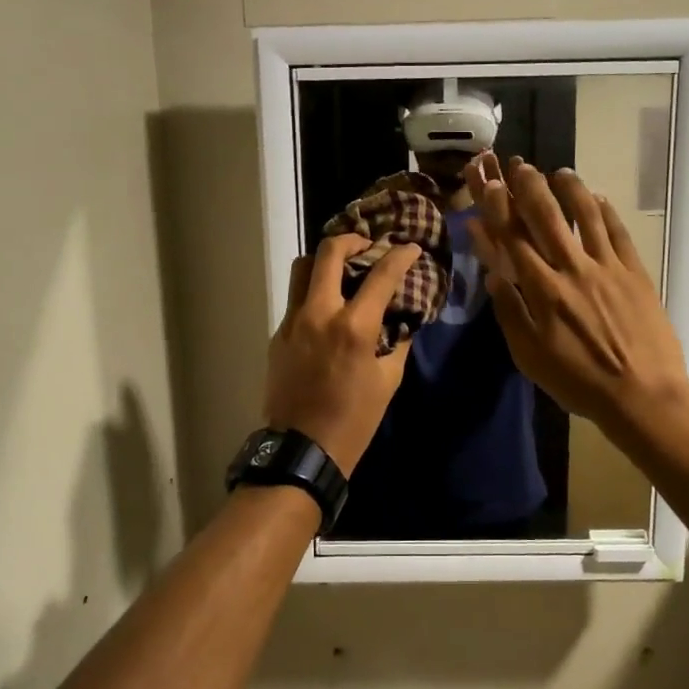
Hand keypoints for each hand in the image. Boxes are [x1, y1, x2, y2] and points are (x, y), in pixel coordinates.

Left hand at [263, 234, 419, 474]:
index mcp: (353, 327)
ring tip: (343, 269)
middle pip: (328, 253)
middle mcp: (319, 313)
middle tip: (367, 246)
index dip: (400, 256)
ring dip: (324, 261)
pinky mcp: (278, 334)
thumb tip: (401, 320)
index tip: (410, 248)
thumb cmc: (354, 419)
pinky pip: (296, 299)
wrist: (303, 448)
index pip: (381, 275)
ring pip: (302, 269)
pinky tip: (328, 308)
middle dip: (352, 240)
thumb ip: (397, 343)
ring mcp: (293, 322)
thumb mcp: (388, 381)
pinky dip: (314, 291)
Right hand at [466, 153, 688, 434]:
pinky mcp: (635, 273)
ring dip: (570, 190)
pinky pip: (618, 233)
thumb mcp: (530, 357)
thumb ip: (510, 313)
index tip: (486, 185)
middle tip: (518, 164)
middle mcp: (573, 269)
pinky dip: (606, 212)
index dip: (497, 210)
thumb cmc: (579, 382)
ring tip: (559, 171)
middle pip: (547, 218)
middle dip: (529, 187)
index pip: (513, 241)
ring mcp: (608, 268)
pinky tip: (599, 198)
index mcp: (543, 291)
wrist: (642, 395)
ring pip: (586, 216)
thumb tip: (492, 276)